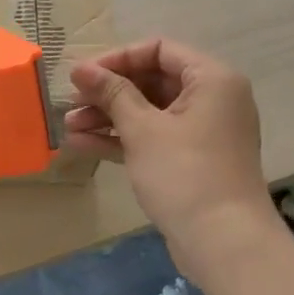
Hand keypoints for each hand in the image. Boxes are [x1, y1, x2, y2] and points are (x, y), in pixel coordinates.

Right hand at [66, 38, 280, 274]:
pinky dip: (122, 139)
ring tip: (68, 127)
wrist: (224, 244)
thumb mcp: (143, 129)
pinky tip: (83, 145)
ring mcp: (203, 132)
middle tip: (70, 102)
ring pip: (149, 112)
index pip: (159, 50)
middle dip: (108, 92)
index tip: (82, 75)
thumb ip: (112, 93)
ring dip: (109, 117)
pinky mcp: (192, 160)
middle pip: (152, 80)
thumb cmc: (185, 174)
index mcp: (211, 79)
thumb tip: (80, 67)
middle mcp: (212, 98)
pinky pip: (154, 138)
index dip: (117, 59)